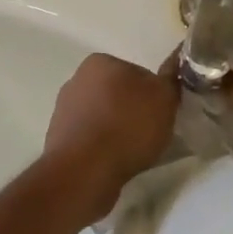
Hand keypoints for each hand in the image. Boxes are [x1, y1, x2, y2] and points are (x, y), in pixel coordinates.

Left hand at [44, 53, 180, 214]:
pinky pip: (91, 139)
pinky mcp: (59, 139)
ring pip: (103, 118)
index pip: (138, 73)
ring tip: (132, 152)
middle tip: (150, 133)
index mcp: (100, 62)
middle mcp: (77, 80)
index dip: (154, 94)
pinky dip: (102, 148)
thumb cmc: (127, 126)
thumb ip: (171, 78)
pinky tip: (113, 163)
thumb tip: (173, 65)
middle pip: (118, 95)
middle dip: (133, 111)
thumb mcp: (164, 97)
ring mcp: (64, 111)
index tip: (162, 113)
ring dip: (117, 131)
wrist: (85, 171)